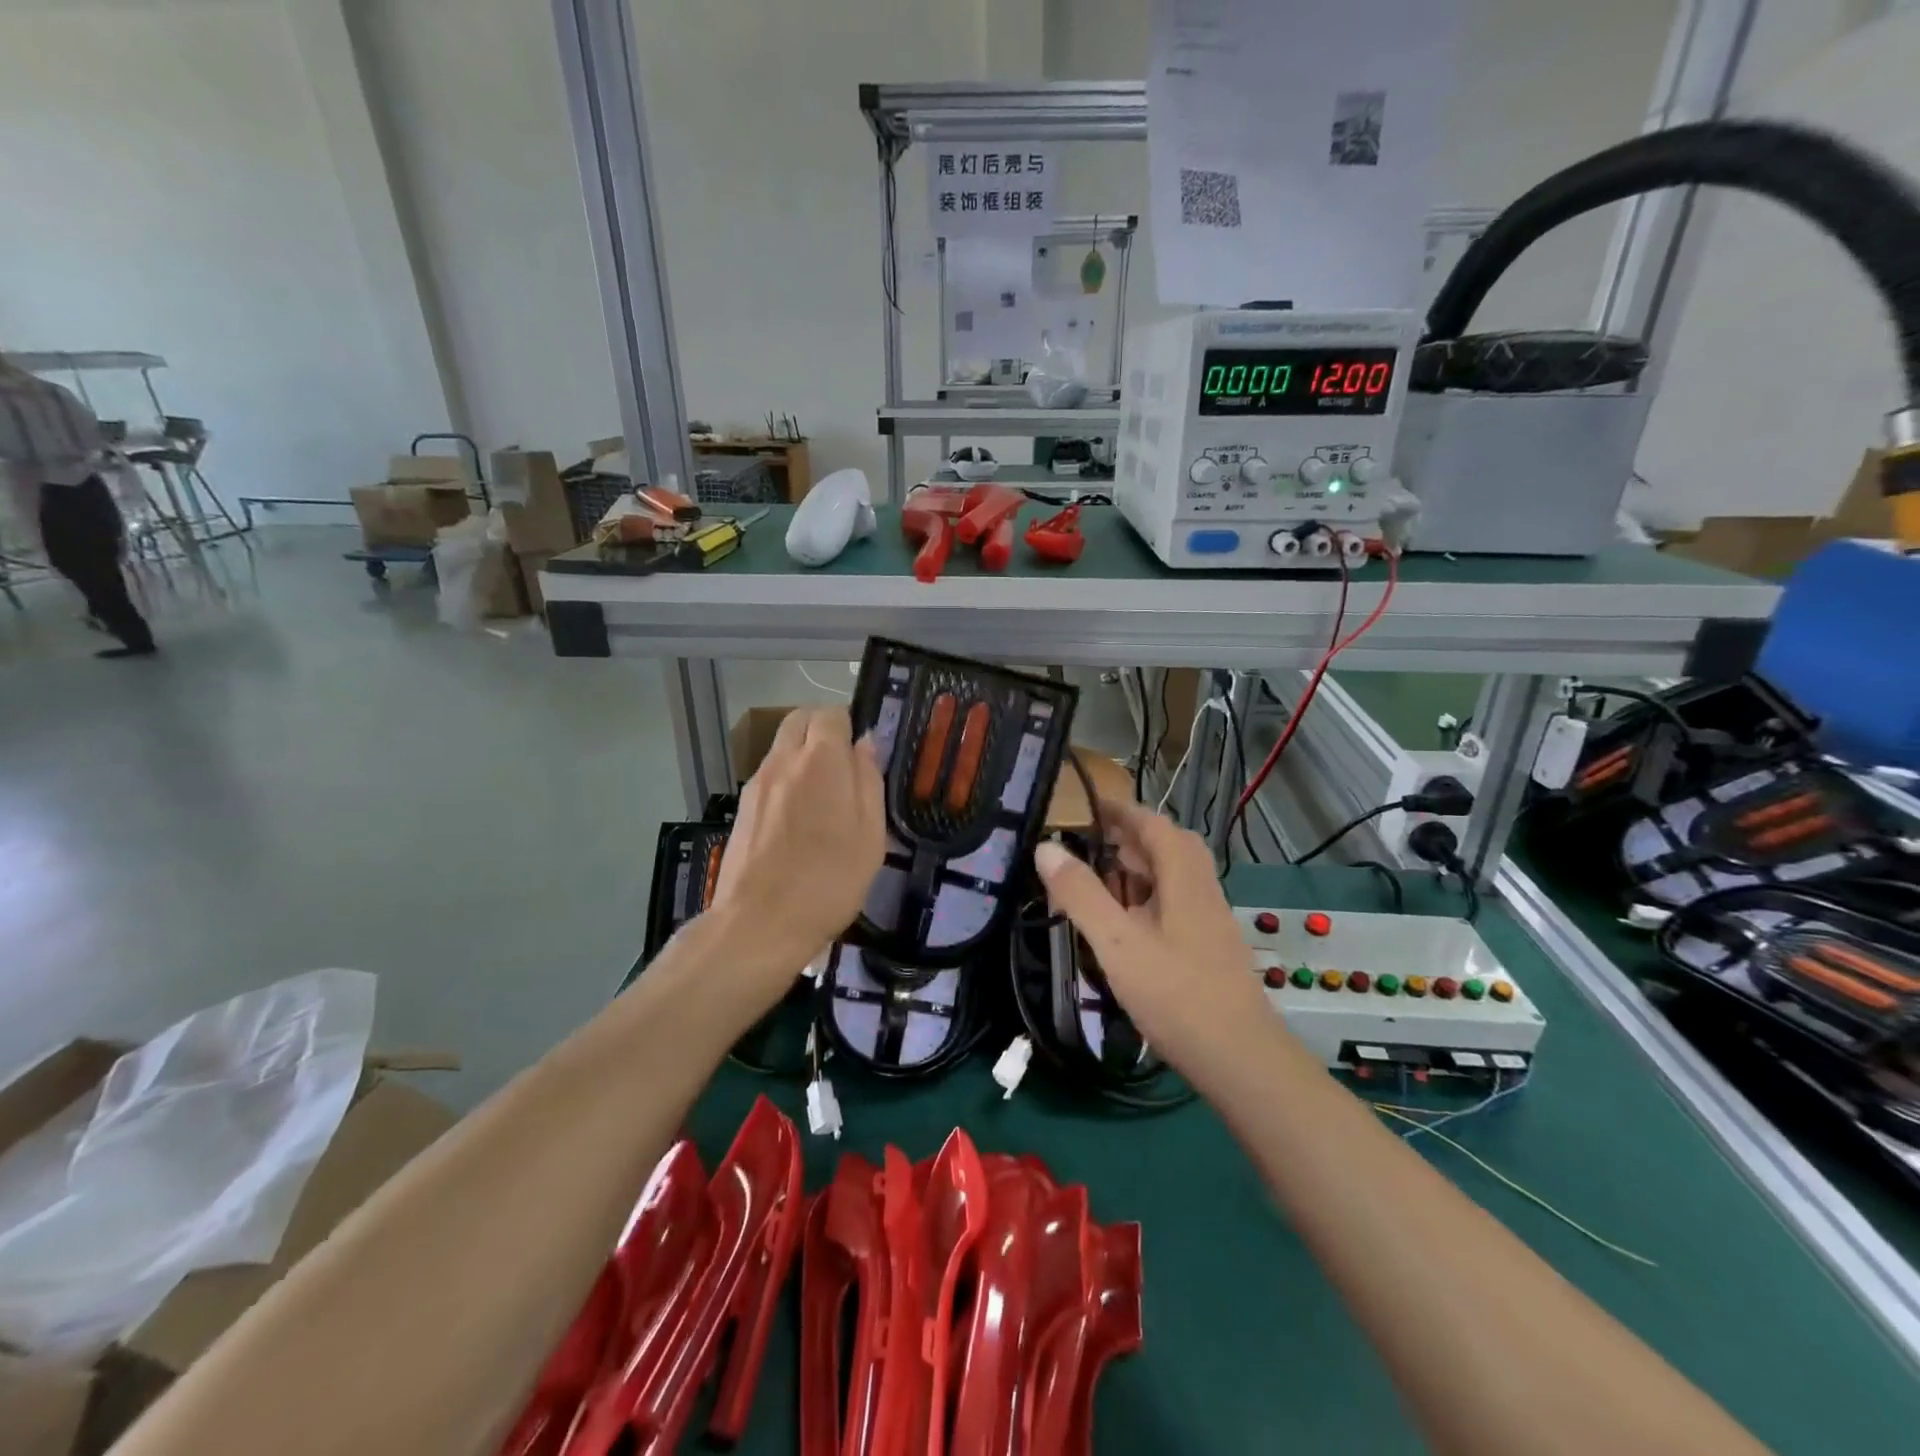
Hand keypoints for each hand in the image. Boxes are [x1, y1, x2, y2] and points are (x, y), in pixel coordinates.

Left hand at [709, 706, 885, 990]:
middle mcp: (783, 760)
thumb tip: (865, 743)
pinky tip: (799, 817)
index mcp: (820, 760)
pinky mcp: (743, 806)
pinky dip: (787, 777)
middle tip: (844, 766)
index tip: (863, 754)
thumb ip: (869, 780)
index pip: (831, 713)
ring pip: (782, 746)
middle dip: (823, 730)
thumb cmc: (828, 881)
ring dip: (803, 754)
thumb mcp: (870, 835)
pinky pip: (770, 773)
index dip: (849, 725)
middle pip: (800, 719)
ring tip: (824, 796)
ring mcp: (757, 783)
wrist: (759, 924)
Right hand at [1034, 797, 1273, 1081]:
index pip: (1154, 825)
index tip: (1088, 804)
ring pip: (1173, 879)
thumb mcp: (1117, 942)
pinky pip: (1175, 905)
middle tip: (1091, 844)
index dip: (1122, 811)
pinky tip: (1126, 926)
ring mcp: (1210, 922)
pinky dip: (1147, 900)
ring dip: (1139, 870)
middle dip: (1130, 839)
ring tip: (1100, 880)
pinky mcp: (1209, 949)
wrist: (1240, 1060)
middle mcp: (1202, 891)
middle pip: (1168, 848)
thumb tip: (1046, 847)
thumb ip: (1081, 894)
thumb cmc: (1176, 994)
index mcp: (1184, 879)